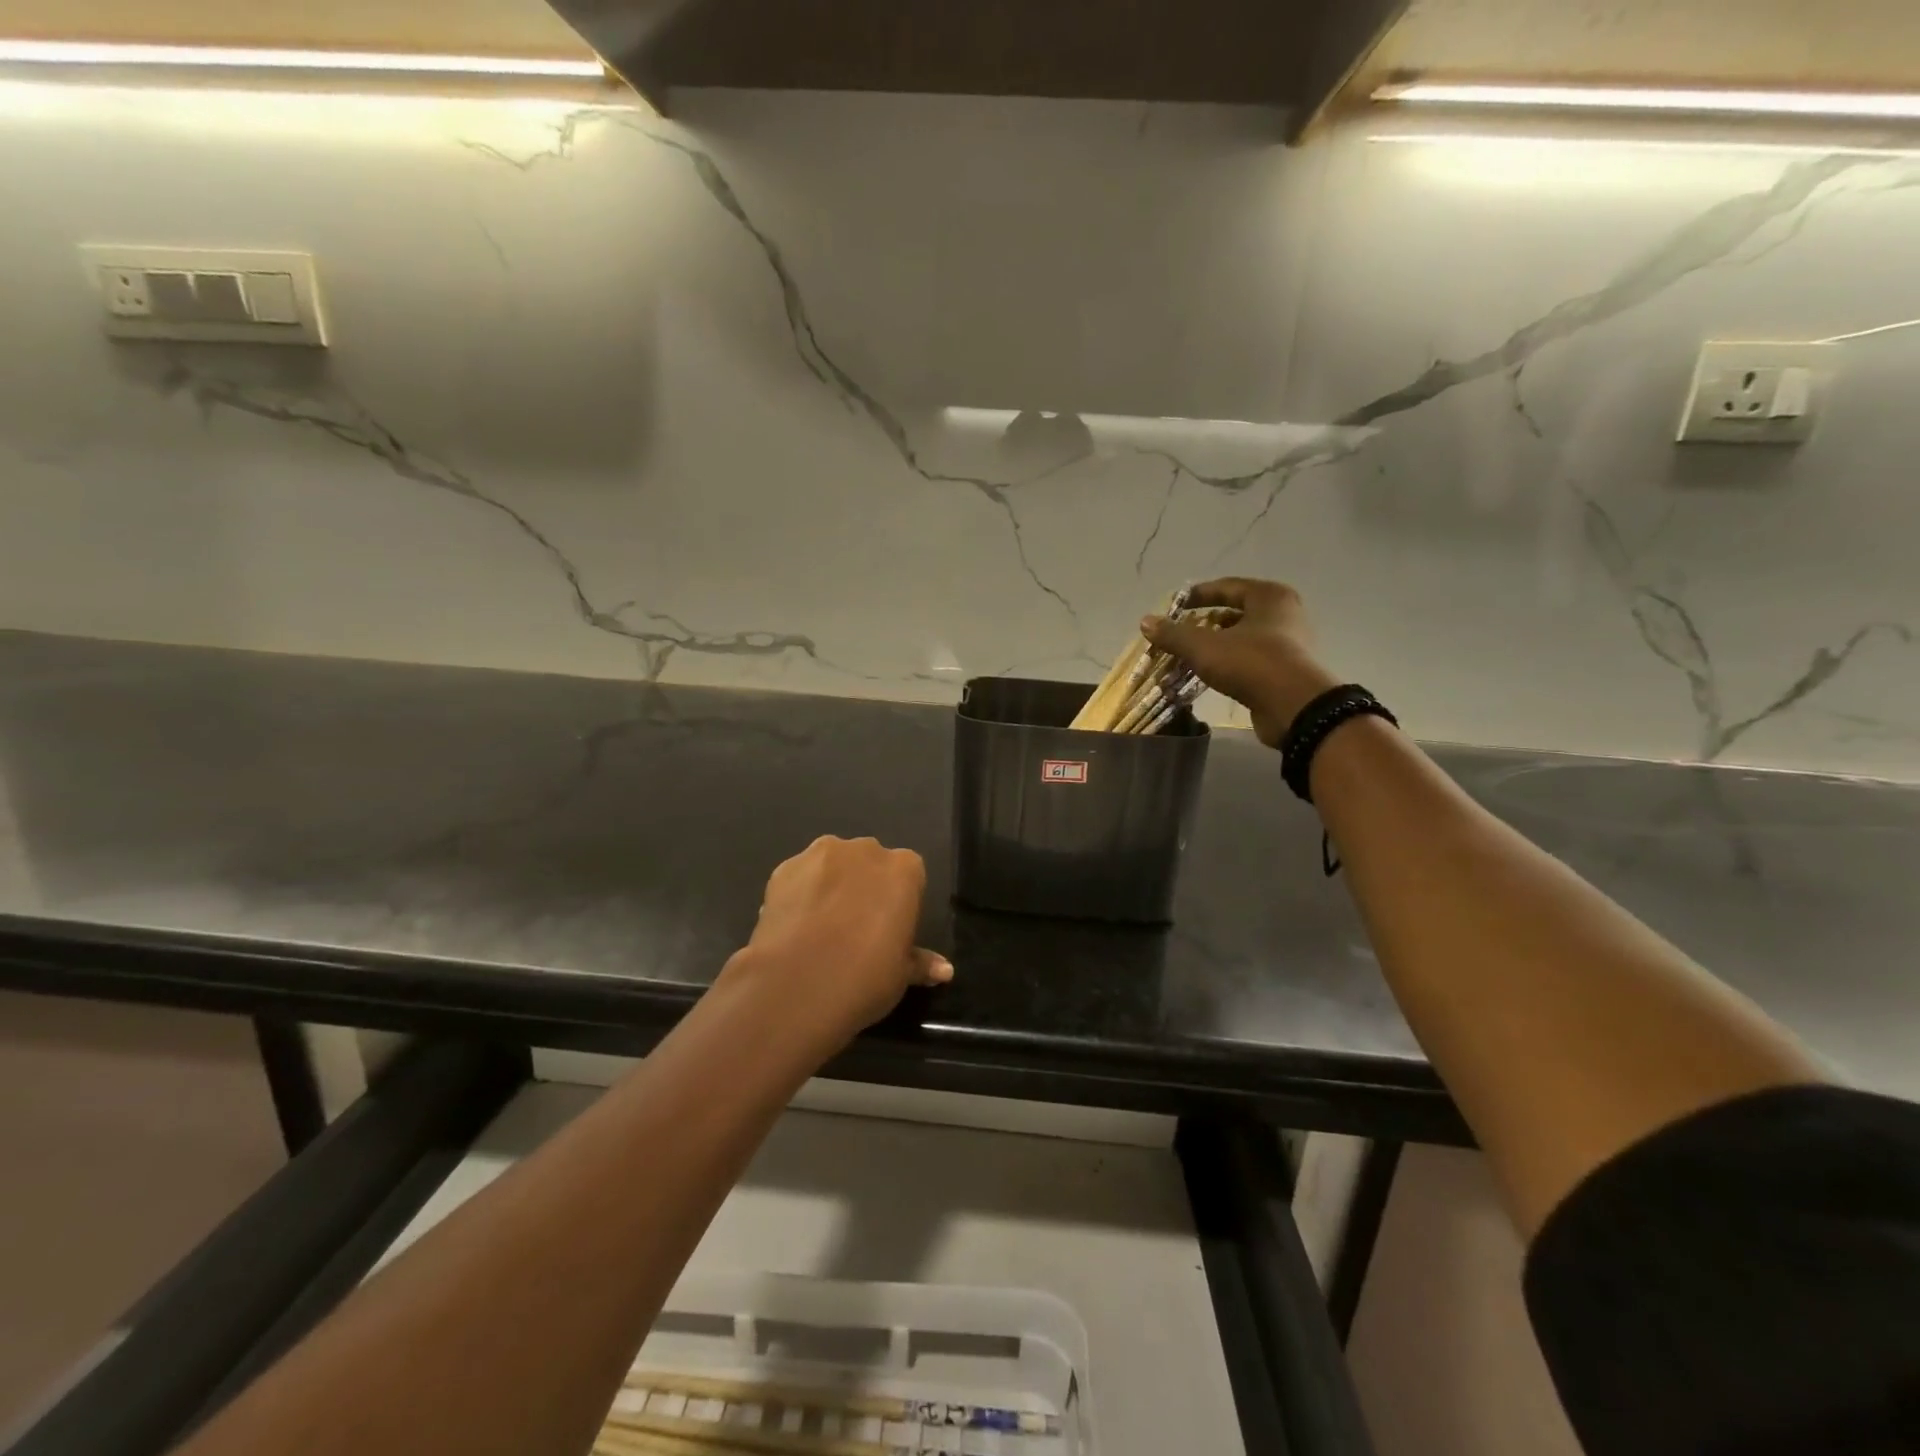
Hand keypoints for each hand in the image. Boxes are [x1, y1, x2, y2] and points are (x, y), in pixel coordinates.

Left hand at [723, 835, 951, 1043]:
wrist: (796, 985)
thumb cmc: (865, 977)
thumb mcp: (901, 975)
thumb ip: (920, 962)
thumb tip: (945, 969)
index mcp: (904, 869)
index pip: (909, 875)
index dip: (899, 901)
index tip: (889, 928)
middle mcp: (865, 850)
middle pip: (870, 862)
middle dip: (864, 885)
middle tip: (855, 927)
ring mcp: (821, 854)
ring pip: (832, 864)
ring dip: (831, 884)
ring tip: (820, 926)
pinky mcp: (784, 867)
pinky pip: (799, 876)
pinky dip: (799, 893)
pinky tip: (794, 926)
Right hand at [1142, 578, 1338, 747]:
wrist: (1294, 707)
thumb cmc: (1251, 663)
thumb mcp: (1204, 647)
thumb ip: (1174, 634)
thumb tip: (1145, 621)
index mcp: (1270, 597)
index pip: (1228, 587)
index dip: (1199, 595)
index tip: (1175, 606)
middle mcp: (1284, 615)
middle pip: (1236, 613)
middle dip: (1206, 622)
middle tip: (1180, 632)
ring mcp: (1289, 645)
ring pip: (1243, 638)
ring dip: (1216, 645)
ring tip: (1189, 655)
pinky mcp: (1286, 672)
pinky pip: (1250, 659)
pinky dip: (1229, 663)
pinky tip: (1209, 674)